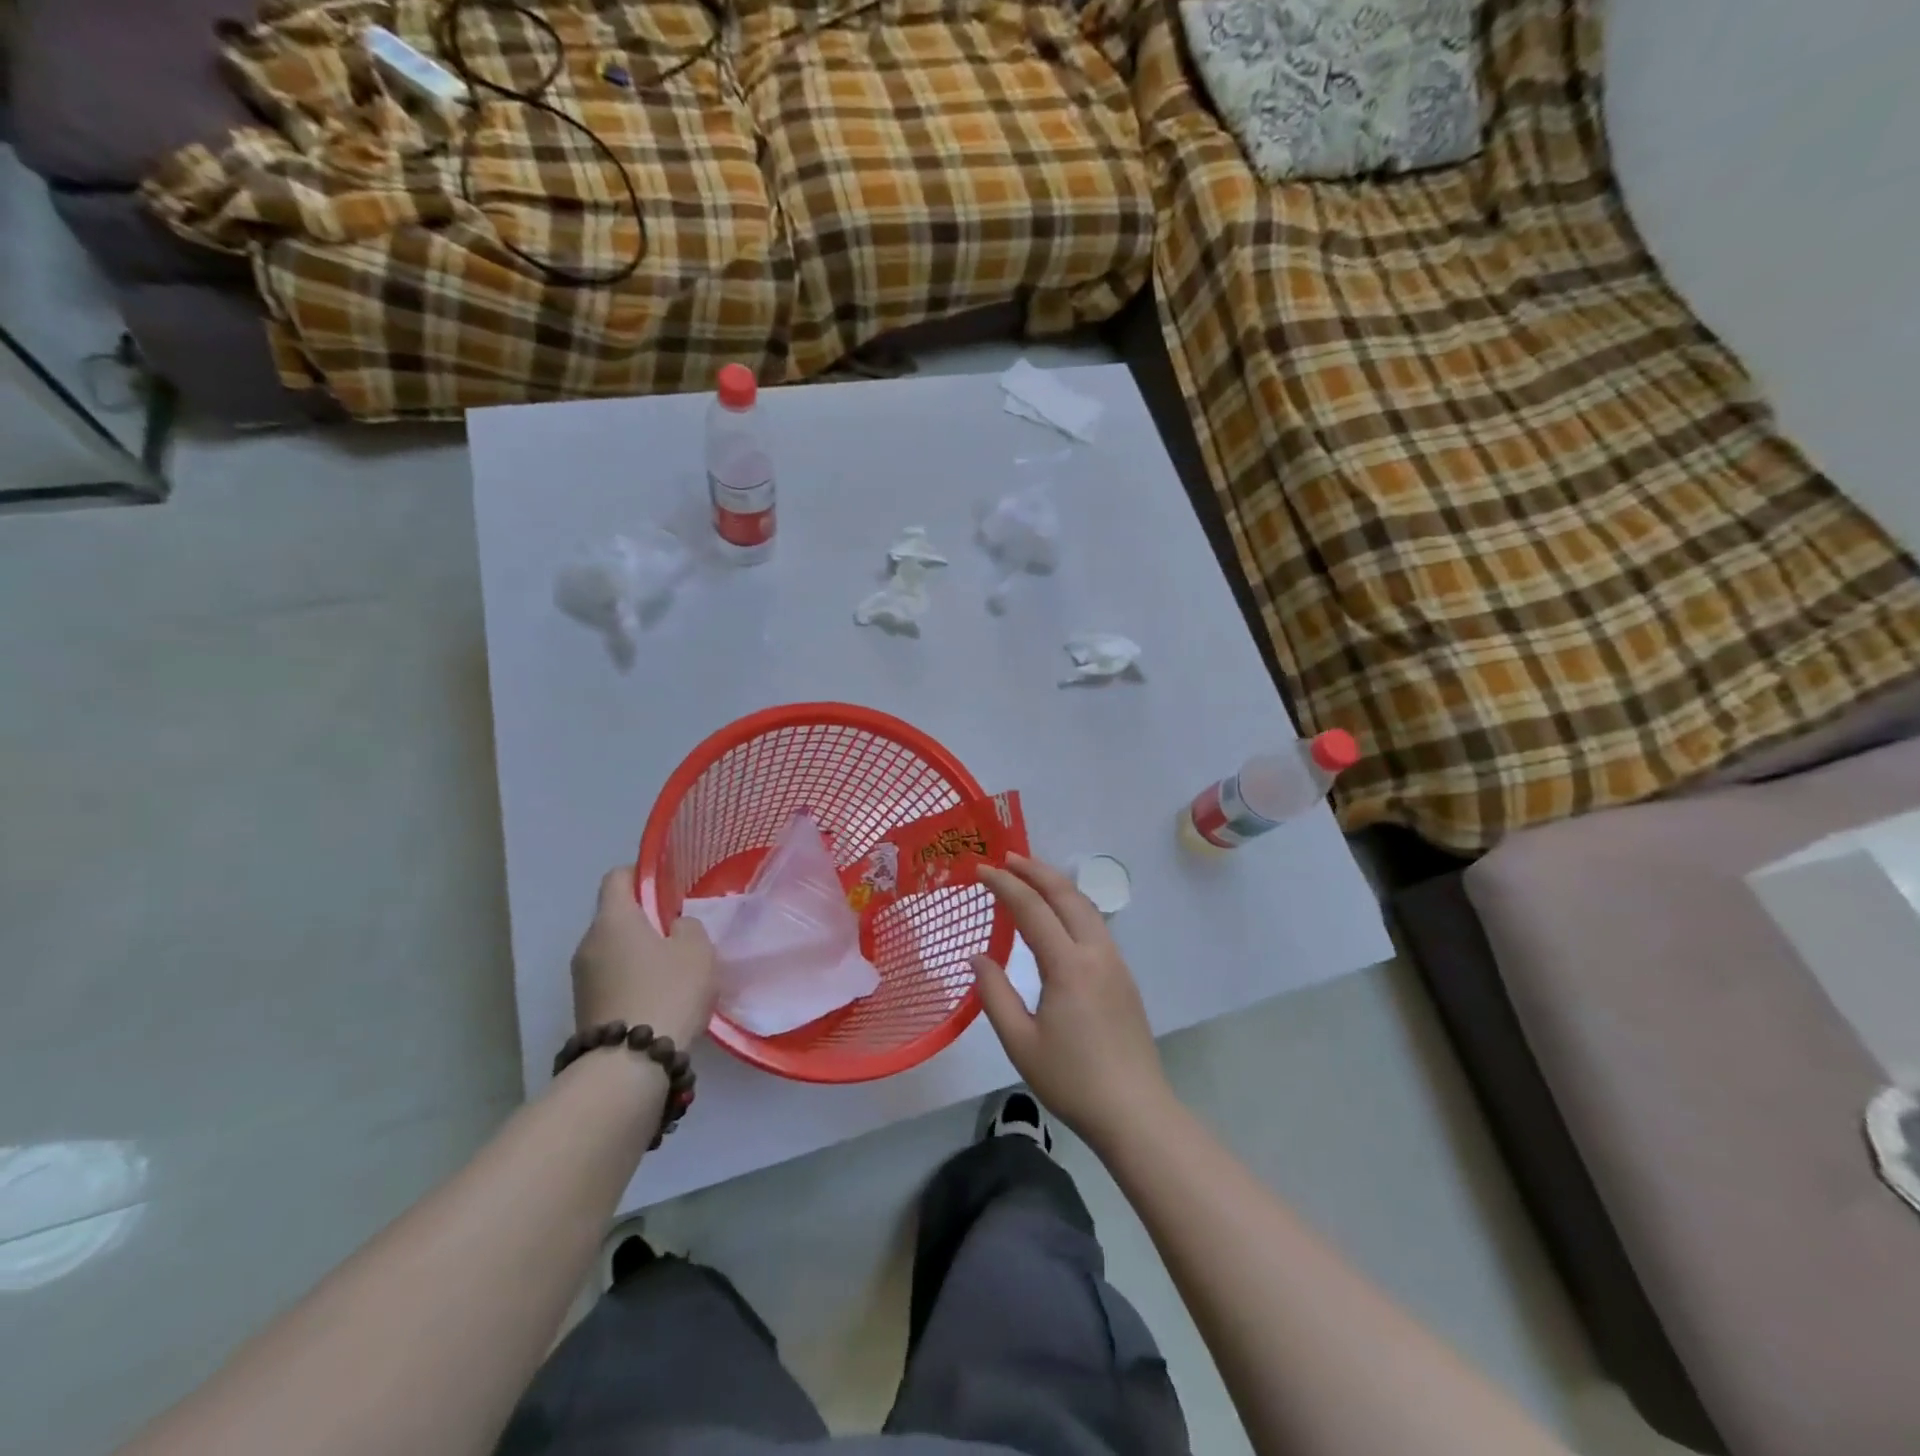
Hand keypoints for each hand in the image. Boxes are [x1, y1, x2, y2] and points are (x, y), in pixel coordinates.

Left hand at [571, 868, 715, 1048]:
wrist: (629, 1064)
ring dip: (638, 954)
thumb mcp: (697, 950)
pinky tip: (659, 998)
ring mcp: (581, 979)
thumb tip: (674, 928)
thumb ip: (688, 927)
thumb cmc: (668, 991)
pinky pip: (611, 979)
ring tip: (673, 970)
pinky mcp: (584, 1009)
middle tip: (679, 932)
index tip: (666, 884)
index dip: (641, 874)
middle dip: (644, 920)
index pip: (617, 877)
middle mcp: (588, 943)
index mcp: (613, 919)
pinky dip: (632, 980)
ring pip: (613, 951)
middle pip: (615, 917)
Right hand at [972, 854, 1172, 1149]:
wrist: (1135, 1111)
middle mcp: (1096, 953)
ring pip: (1085, 907)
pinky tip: (1058, 915)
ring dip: (1057, 885)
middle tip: (1006, 858)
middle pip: (1066, 895)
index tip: (980, 869)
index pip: (1032, 909)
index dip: (1004, 885)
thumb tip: (979, 957)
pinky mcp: (1123, 976)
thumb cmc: (1071, 1080)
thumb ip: (995, 994)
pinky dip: (1071, 906)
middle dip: (1035, 870)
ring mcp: (1115, 962)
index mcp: (1068, 965)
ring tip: (1029, 876)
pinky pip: (1095, 925)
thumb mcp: (1020, 1042)